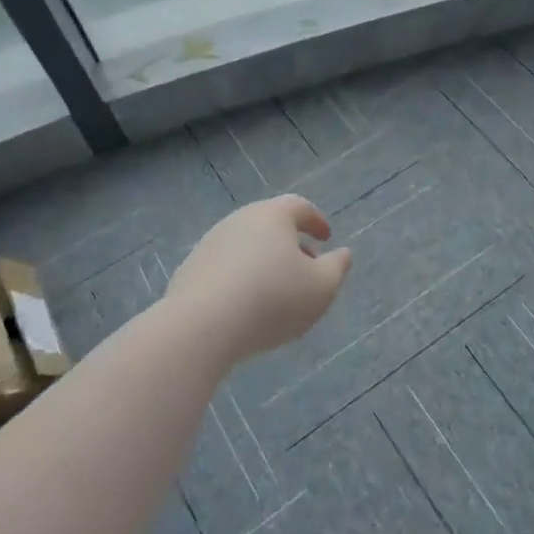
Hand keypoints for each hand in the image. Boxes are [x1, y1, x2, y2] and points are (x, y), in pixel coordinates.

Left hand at [165, 194, 352, 361]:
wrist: (201, 326)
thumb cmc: (272, 300)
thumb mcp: (321, 288)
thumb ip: (337, 268)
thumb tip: (343, 253)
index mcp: (273, 216)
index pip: (299, 207)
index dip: (316, 221)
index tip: (326, 237)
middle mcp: (239, 220)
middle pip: (270, 224)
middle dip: (291, 243)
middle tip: (305, 267)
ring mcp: (210, 243)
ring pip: (246, 245)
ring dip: (264, 261)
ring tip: (276, 291)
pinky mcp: (190, 269)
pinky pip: (225, 267)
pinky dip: (241, 277)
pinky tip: (246, 305)